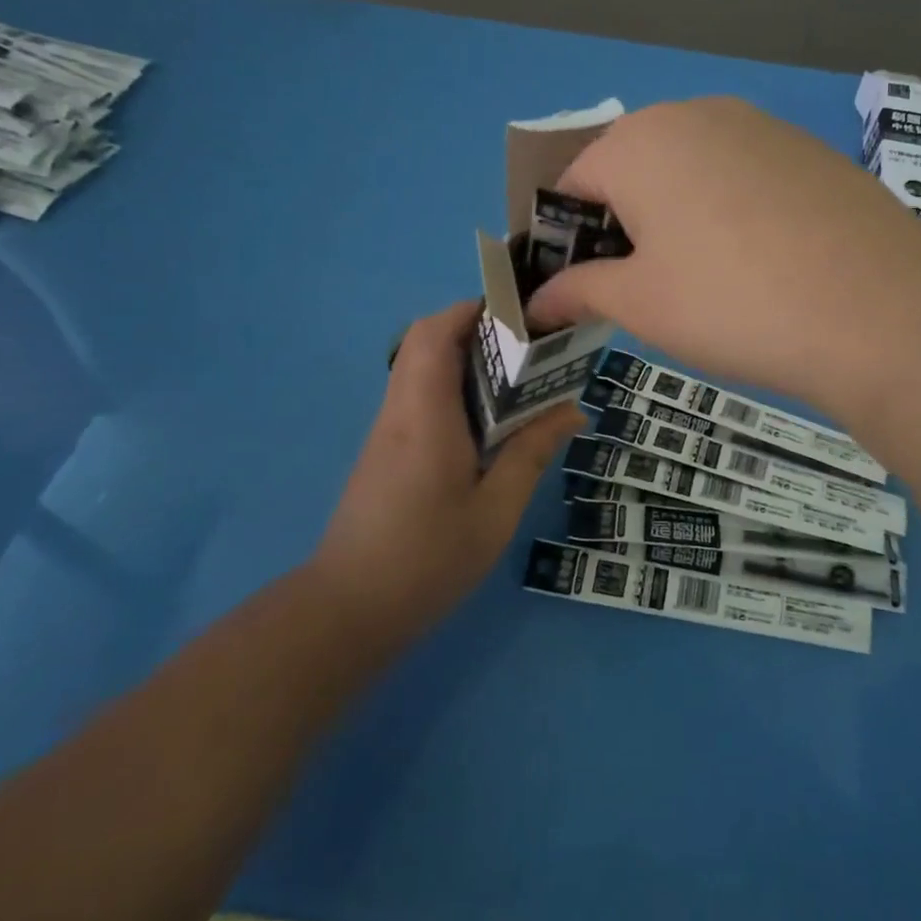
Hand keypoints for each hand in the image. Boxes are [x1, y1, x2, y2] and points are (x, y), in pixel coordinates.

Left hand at [311, 301, 581, 645]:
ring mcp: (386, 431)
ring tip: (516, 380)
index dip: (472, 310)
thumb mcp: (495, 511)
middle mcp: (400, 411)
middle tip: (526, 348)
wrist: (348, 609)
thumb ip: (531, 454)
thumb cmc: (427, 559)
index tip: (518, 314)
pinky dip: (452, 387)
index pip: (435, 334)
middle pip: (425, 342)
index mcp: (425, 416)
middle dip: (474, 329)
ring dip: (463, 358)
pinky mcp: (384, 451)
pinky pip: (418, 396)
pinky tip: (487, 422)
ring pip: (419, 367)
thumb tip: (572, 410)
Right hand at [525, 98, 920, 412]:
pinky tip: (763, 262)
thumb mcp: (640, 304)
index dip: (566, 236)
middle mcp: (697, 114)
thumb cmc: (731, 303)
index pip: (574, 182)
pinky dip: (732, 211)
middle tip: (646, 288)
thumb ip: (579, 290)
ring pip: (692, 170)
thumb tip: (536, 300)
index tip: (580, 286)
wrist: (879, 310)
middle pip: (633, 168)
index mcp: (639, 141)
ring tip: (708, 281)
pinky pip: (745, 176)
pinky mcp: (809, 150)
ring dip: (679, 217)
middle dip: (624, 224)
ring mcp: (761, 126)